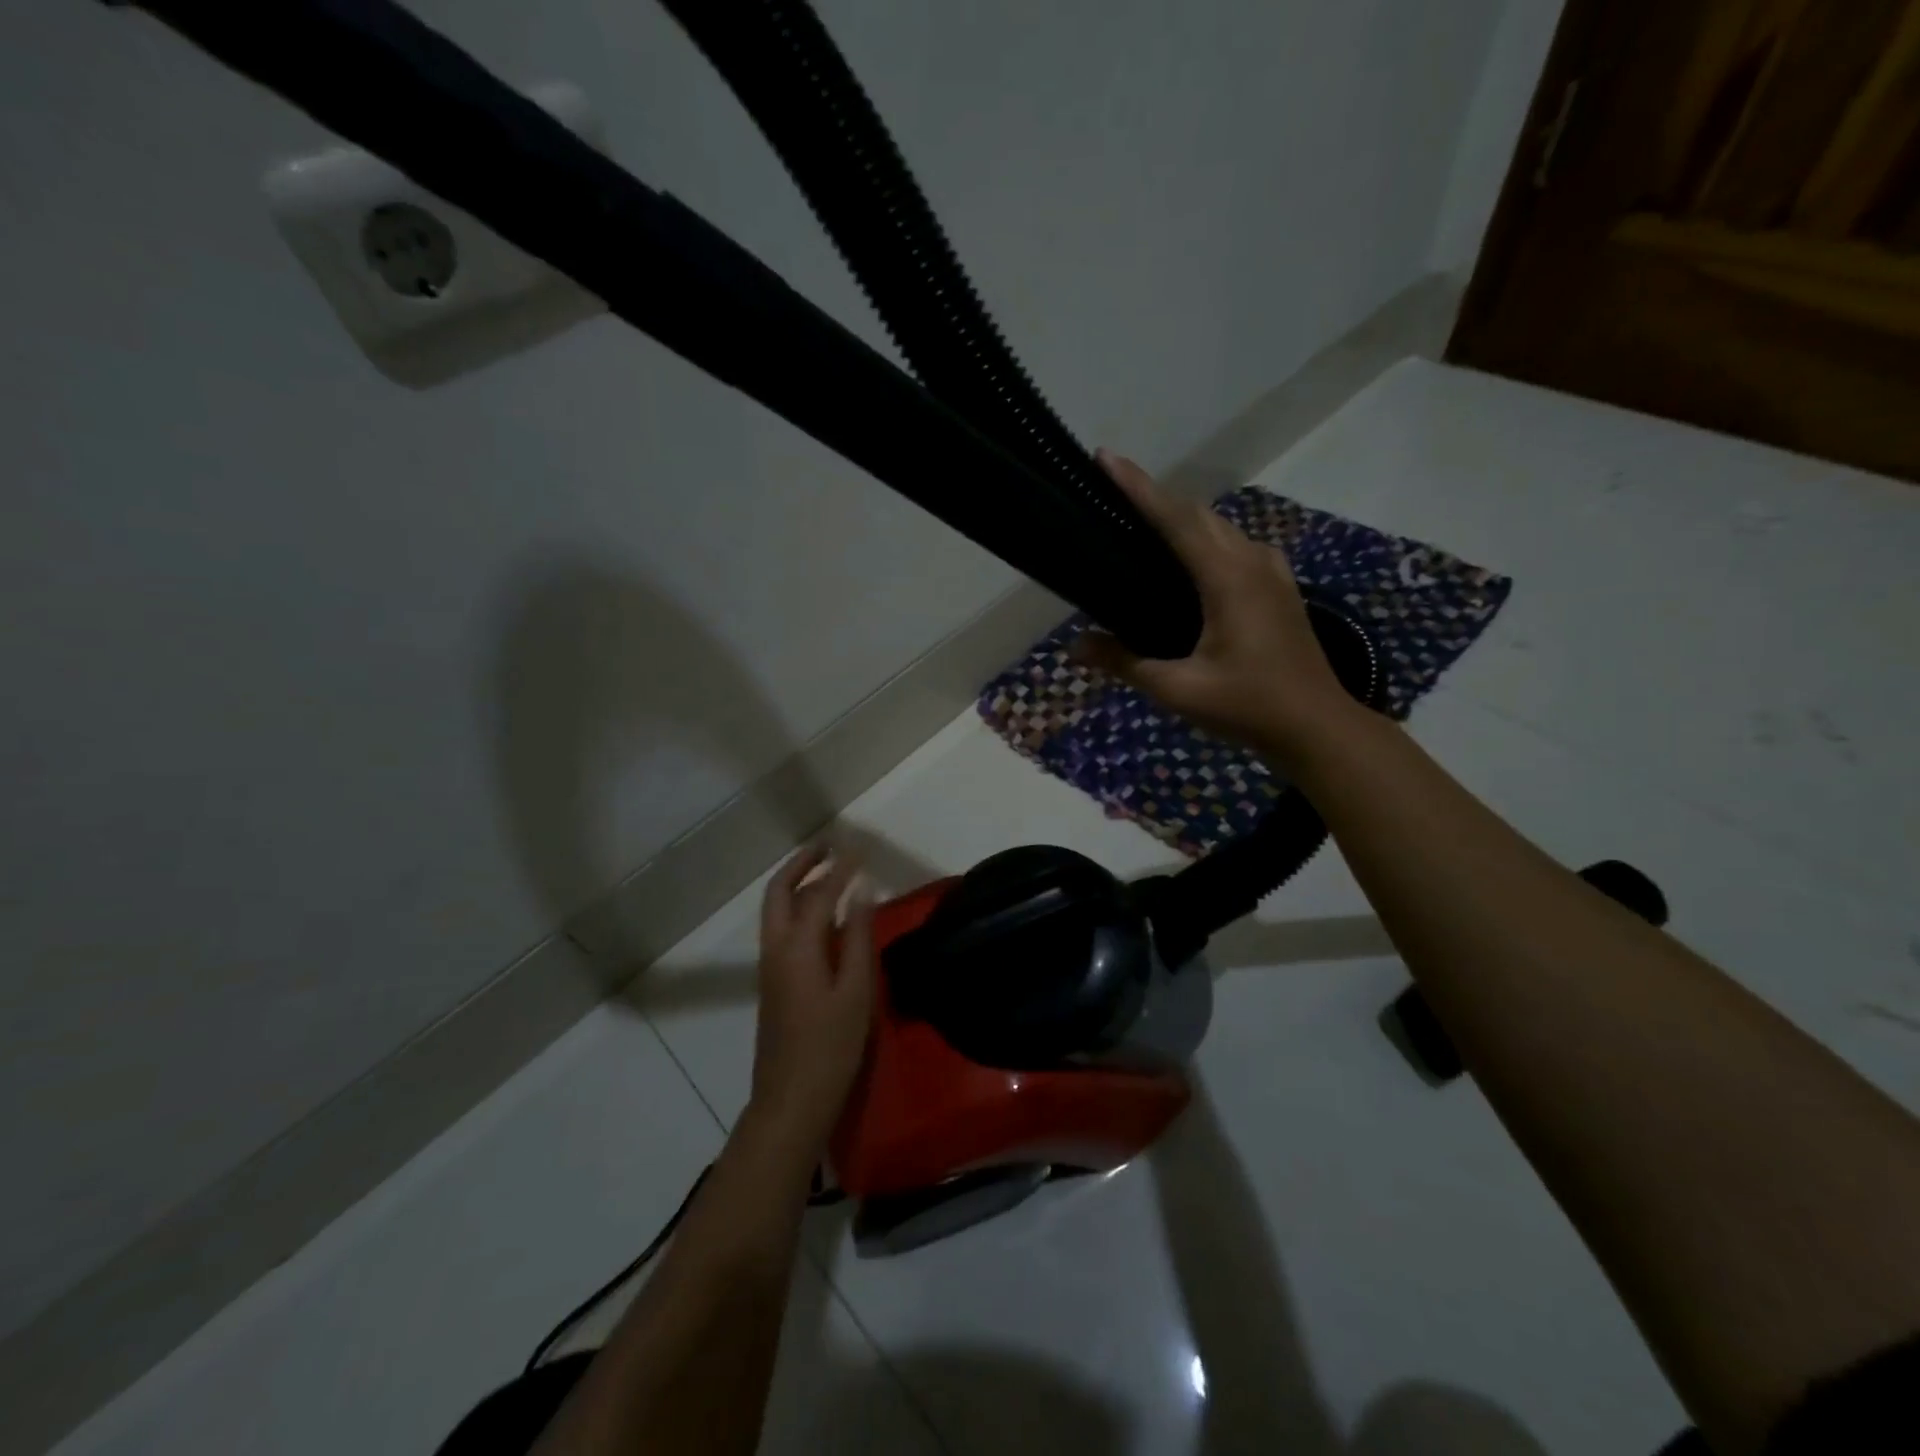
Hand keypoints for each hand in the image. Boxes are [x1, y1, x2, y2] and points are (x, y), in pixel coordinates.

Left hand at [747, 846, 876, 1153]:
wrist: (790, 1101)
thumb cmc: (830, 1048)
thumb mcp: (855, 991)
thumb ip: (858, 937)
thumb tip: (861, 892)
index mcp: (797, 946)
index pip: (819, 892)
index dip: (841, 866)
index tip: (860, 845)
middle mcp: (776, 947)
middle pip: (780, 890)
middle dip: (803, 862)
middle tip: (830, 844)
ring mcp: (769, 965)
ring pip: (777, 908)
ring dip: (799, 881)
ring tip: (830, 868)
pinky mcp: (773, 981)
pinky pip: (782, 927)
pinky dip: (800, 906)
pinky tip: (826, 914)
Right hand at [1072, 450, 1360, 763]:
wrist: (1318, 726)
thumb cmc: (1248, 706)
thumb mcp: (1179, 689)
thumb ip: (1125, 662)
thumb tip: (1074, 648)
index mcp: (1228, 577)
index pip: (1175, 518)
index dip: (1138, 487)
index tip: (1106, 458)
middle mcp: (1252, 560)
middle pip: (1197, 514)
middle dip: (1154, 496)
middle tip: (1111, 492)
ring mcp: (1271, 571)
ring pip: (1218, 527)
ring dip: (1179, 517)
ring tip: (1140, 522)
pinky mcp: (1277, 586)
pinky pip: (1233, 546)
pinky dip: (1202, 539)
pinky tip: (1184, 561)